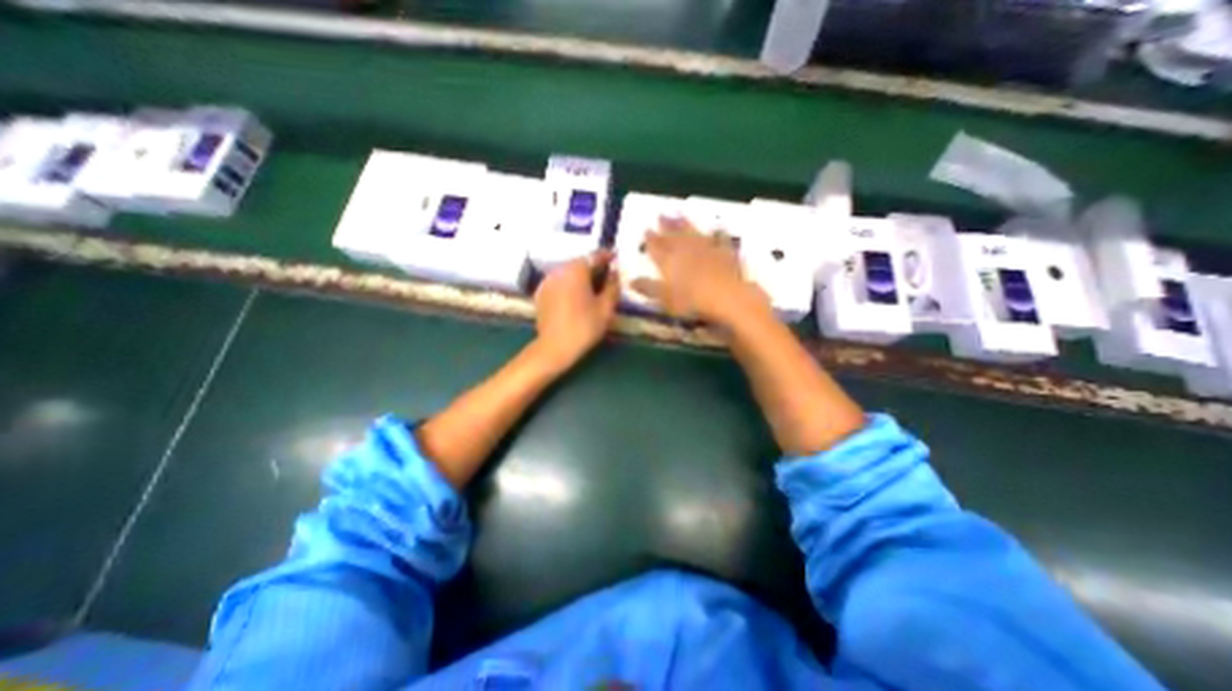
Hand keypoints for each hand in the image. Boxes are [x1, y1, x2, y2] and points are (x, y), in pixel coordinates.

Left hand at [532, 250, 622, 372]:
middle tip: (606, 275)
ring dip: (580, 276)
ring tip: (591, 286)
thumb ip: (612, 286)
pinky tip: (576, 296)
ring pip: (568, 272)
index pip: (594, 256)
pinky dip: (568, 284)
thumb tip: (614, 273)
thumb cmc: (584, 327)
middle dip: (593, 267)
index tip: (616, 258)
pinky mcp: (540, 293)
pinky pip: (558, 282)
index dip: (607, 256)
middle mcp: (559, 270)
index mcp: (576, 270)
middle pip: (579, 263)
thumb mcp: (606, 308)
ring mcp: (547, 281)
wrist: (555, 347)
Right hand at [634, 215, 767, 327]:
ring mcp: (706, 248)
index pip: (656, 247)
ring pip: (693, 232)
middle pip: (673, 235)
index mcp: (668, 261)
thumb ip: (647, 288)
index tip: (645, 229)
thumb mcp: (663, 299)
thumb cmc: (690, 301)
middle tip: (660, 214)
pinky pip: (721, 239)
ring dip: (686, 223)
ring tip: (679, 213)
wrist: (725, 297)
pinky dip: (719, 233)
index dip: (650, 239)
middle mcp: (686, 250)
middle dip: (666, 225)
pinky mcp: (725, 252)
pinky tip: (719, 227)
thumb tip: (630, 280)